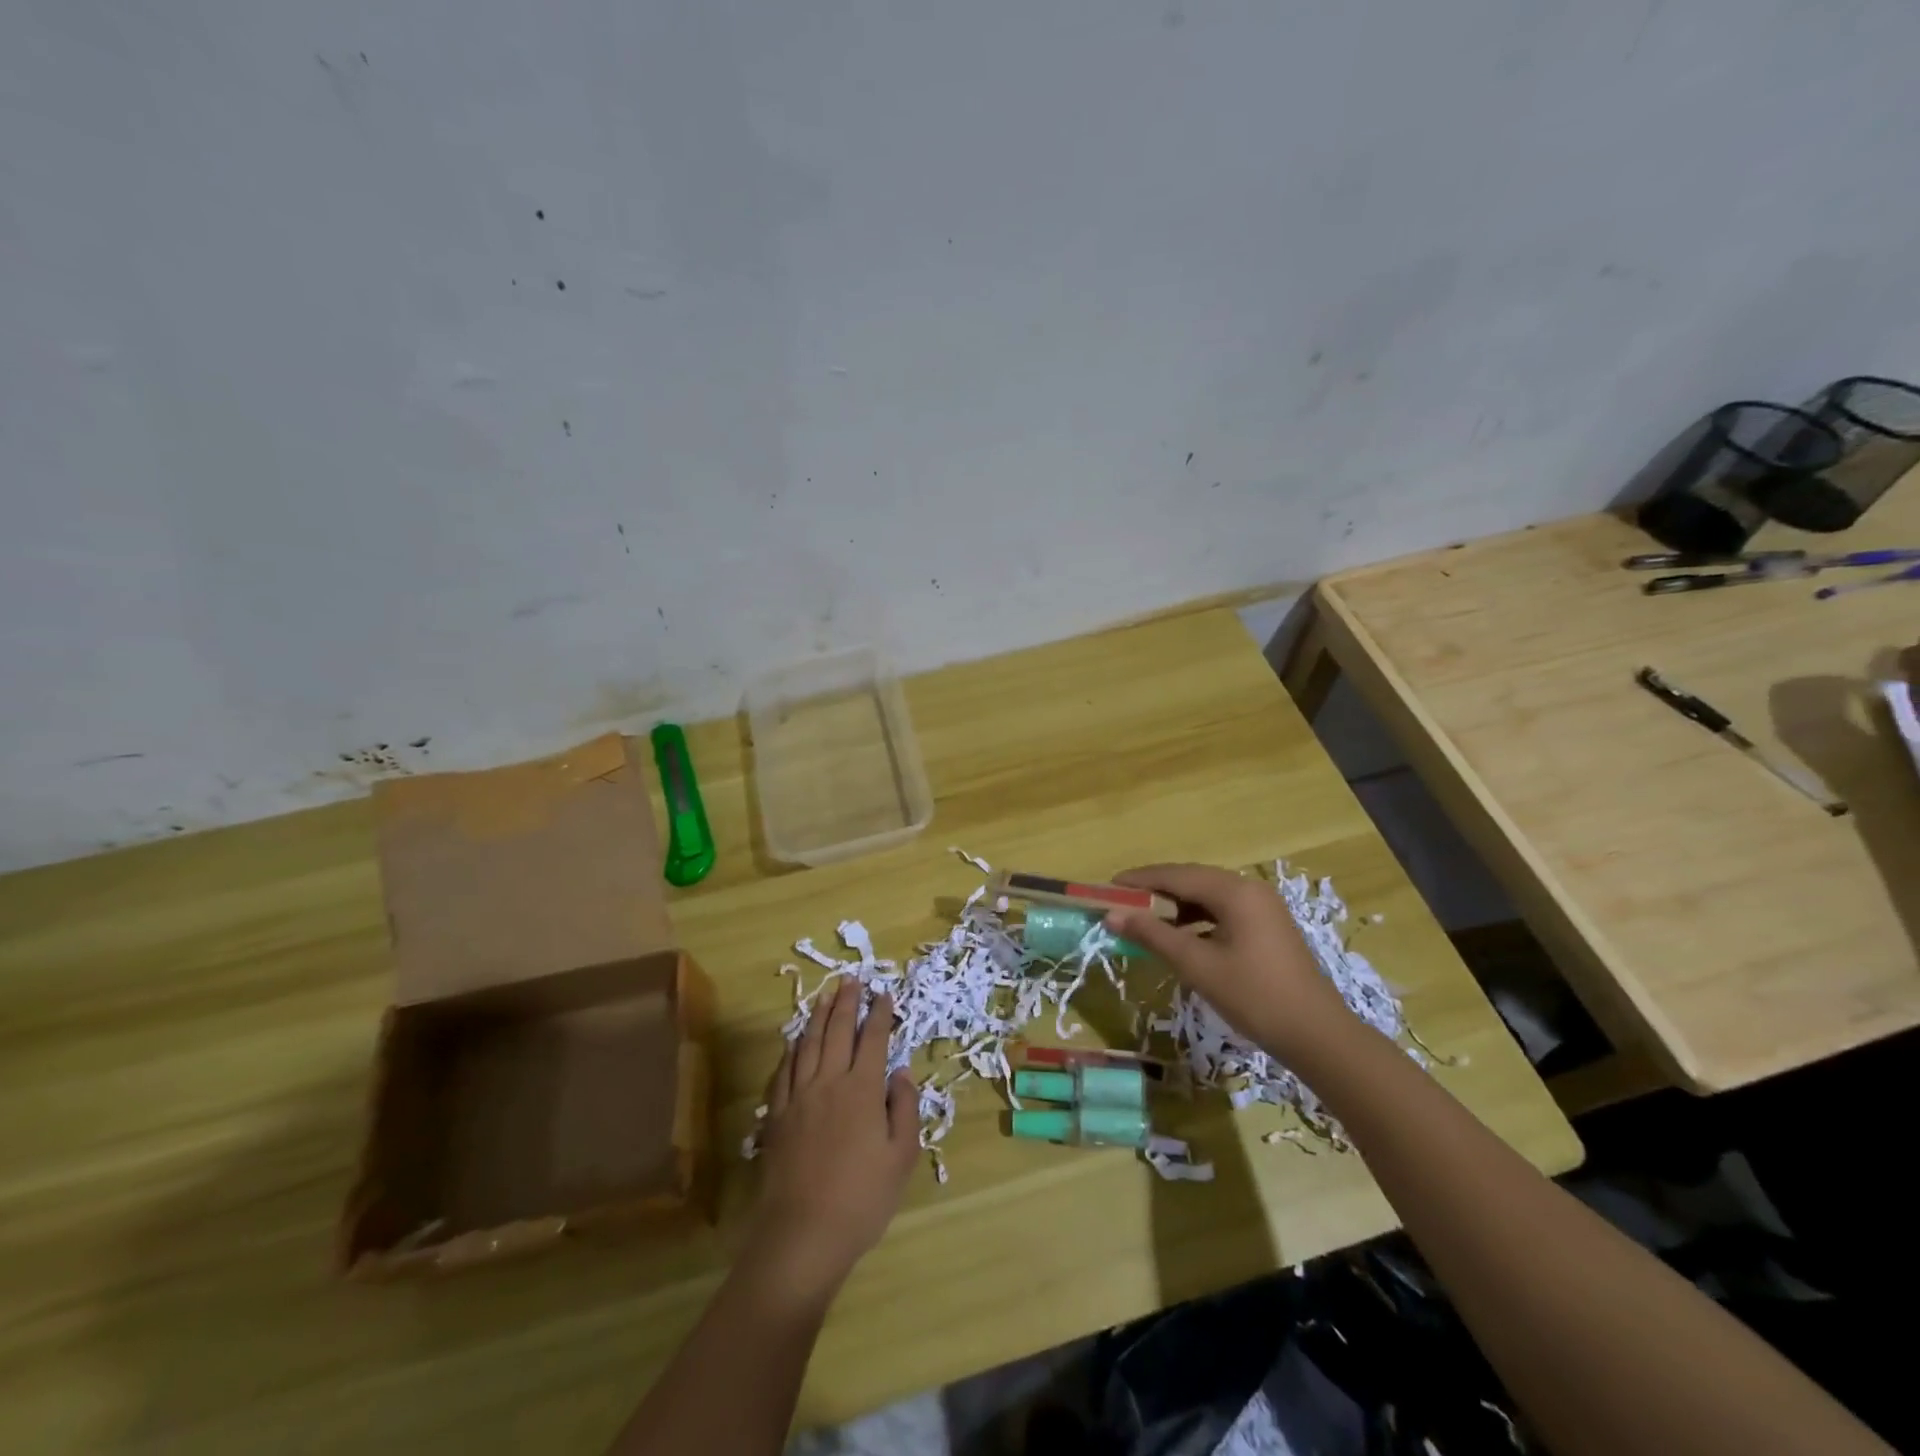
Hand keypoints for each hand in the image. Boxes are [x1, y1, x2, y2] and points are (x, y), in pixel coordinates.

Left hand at [743, 981, 920, 1307]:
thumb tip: (900, 1071)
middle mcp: (829, 1083)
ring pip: (808, 1044)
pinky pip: (784, 1071)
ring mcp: (799, 1097)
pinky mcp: (778, 1116)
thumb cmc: (862, 1199)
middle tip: (852, 980)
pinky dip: (792, 1049)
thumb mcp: (901, 1157)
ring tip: (825, 996)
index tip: (884, 994)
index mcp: (862, 1090)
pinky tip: (795, 1041)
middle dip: (846, 1003)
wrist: (803, 1234)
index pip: (873, 1040)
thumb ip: (904, 1108)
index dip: (879, 1014)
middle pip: (837, 1032)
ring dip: (818, 1016)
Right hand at [1105, 863, 1352, 1058]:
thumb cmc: (1254, 996)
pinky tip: (1180, 936)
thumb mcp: (1197, 965)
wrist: (1317, 1035)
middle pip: (1192, 879)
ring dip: (1175, 905)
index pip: (1176, 875)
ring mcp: (1262, 907)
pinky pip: (1222, 910)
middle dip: (1155, 890)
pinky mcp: (1267, 926)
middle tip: (1121, 903)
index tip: (1107, 887)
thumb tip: (1112, 916)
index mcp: (1234, 891)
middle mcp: (1249, 889)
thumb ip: (1153, 935)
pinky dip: (1196, 918)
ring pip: (1207, 895)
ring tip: (1144, 920)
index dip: (1139, 880)